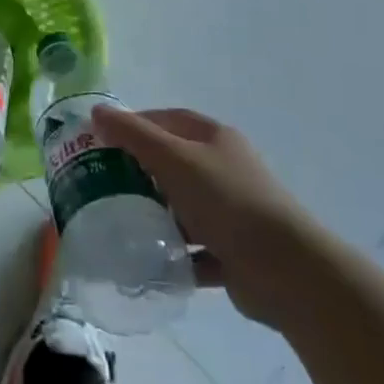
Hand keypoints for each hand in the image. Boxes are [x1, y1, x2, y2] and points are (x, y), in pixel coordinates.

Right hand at [92, 106, 308, 326]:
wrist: (286, 271)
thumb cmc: (227, 200)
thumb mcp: (174, 159)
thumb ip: (134, 135)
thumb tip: (97, 112)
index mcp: (215, 139)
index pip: (168, 120)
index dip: (135, 124)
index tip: (102, 140)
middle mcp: (224, 169)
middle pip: (173, 163)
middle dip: (139, 172)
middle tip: (103, 183)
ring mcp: (231, 211)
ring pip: (182, 207)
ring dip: (155, 215)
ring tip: (119, 223)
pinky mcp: (233, 251)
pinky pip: (194, 249)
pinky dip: (173, 254)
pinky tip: (147, 261)